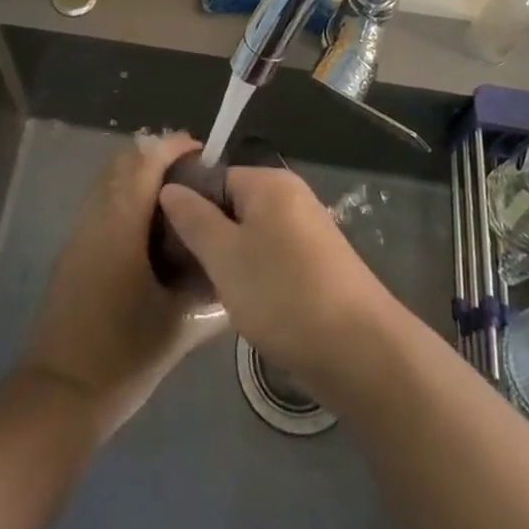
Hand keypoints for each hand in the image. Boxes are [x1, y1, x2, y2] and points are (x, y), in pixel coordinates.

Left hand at [20, 133, 227, 436]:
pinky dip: (126, 197)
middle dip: (158, 157)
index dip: (174, 147)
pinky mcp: (72, 252)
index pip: (146, 161)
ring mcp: (80, 233)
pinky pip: (102, 203)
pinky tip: (151, 231)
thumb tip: (234, 266)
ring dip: (140, 176)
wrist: (58, 397)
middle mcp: (97, 217)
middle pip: (124, 162)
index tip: (204, 153)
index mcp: (121, 224)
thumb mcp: (178, 325)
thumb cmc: (122, 357)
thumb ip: (209, 289)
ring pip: (109, 181)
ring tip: (178, 199)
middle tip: (195, 175)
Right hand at [157, 165, 398, 391]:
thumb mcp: (225, 257)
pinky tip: (245, 306)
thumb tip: (171, 188)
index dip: (188, 207)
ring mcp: (308, 230)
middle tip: (188, 274)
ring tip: (211, 294)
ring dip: (231, 261)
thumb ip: (194, 219)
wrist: (359, 350)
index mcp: (269, 182)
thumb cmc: (283, 294)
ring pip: (252, 235)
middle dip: (209, 237)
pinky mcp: (318, 264)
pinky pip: (273, 257)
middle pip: (233, 205)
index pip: (214, 178)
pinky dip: (256, 276)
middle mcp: (291, 196)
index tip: (168, 244)